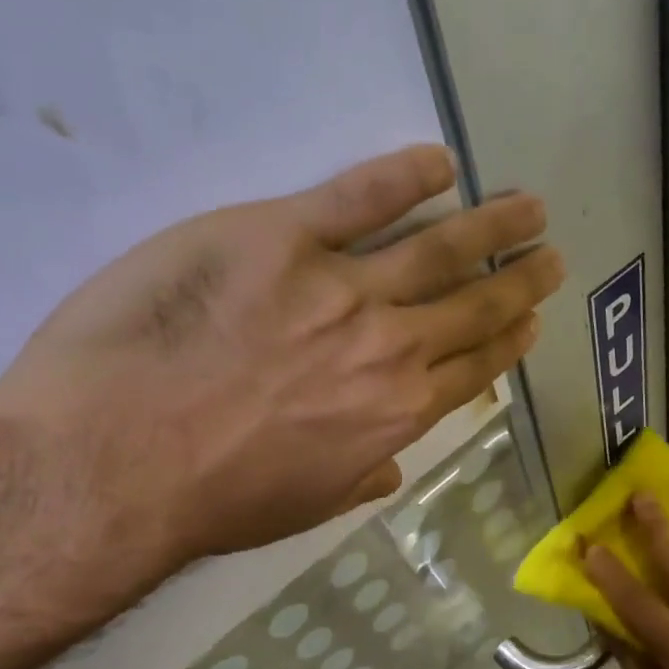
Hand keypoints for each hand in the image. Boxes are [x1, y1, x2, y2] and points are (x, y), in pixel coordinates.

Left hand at [0, 143, 560, 581]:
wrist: (119, 460)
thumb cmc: (213, 499)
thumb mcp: (303, 506)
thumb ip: (358, 479)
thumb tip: (393, 469)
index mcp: (396, 414)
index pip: (472, 368)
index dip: (507, 341)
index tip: (533, 320)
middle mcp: (389, 348)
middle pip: (470, 305)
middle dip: (518, 279)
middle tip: (549, 255)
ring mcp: (340, 287)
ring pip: (437, 247)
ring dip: (490, 225)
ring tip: (526, 205)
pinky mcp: (280, 236)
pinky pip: (357, 195)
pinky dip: (403, 174)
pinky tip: (438, 161)